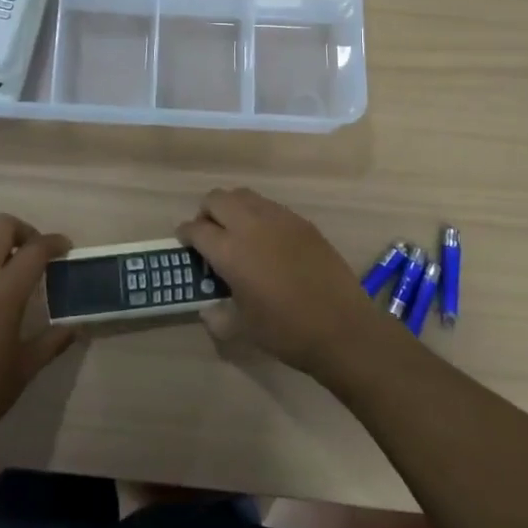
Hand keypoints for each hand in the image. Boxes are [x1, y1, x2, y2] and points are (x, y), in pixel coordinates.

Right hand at [179, 188, 386, 382]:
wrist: (342, 328)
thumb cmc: (287, 332)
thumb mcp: (243, 328)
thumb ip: (218, 315)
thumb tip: (208, 309)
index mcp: (230, 251)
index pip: (196, 229)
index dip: (186, 234)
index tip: (185, 242)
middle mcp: (251, 225)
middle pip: (217, 199)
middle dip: (206, 213)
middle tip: (209, 235)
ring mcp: (279, 219)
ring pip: (244, 195)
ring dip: (232, 208)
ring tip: (237, 233)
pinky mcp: (302, 222)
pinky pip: (270, 206)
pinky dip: (258, 215)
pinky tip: (266, 240)